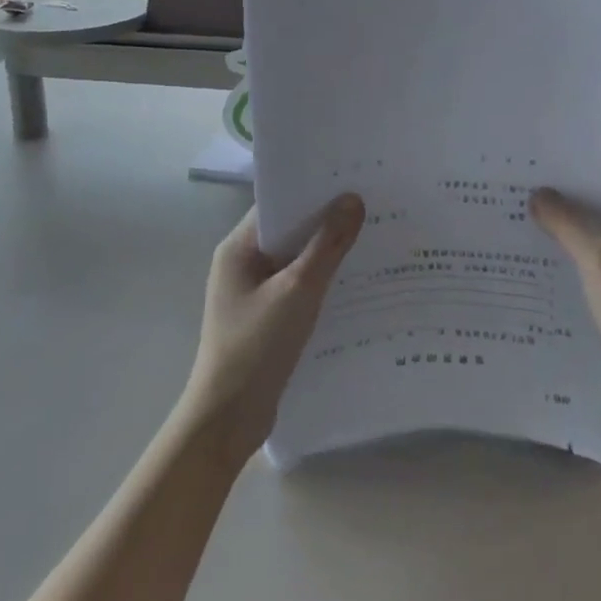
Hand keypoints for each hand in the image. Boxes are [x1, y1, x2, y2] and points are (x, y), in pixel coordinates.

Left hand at [178, 195, 365, 467]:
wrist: (227, 421)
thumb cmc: (256, 347)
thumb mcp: (297, 291)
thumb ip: (326, 245)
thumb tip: (353, 200)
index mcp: (238, 247)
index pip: (278, 204)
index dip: (313, 190)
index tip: (353, 180)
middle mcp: (243, 263)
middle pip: (289, 231)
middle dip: (327, 221)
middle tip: (373, 207)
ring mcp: (253, 293)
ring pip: (296, 261)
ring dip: (327, 253)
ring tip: (373, 239)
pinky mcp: (266, 318)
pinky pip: (298, 287)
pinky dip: (322, 282)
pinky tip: (356, 283)